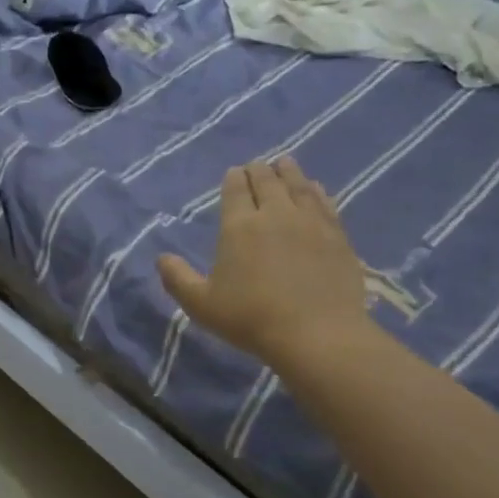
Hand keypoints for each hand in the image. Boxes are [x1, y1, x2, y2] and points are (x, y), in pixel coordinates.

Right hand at [156, 158, 374, 369]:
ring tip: (284, 163)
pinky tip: (316, 189)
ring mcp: (310, 222)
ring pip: (298, 186)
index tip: (234, 172)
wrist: (316, 334)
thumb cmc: (251, 319)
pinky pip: (325, 203)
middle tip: (256, 165)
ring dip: (288, 172)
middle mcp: (275, 214)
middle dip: (259, 170)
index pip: (236, 190)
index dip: (234, 178)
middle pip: (267, 181)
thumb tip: (161, 258)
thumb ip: (178, 279)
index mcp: (239, 226)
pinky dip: (317, 191)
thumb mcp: (201, 304)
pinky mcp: (337, 236)